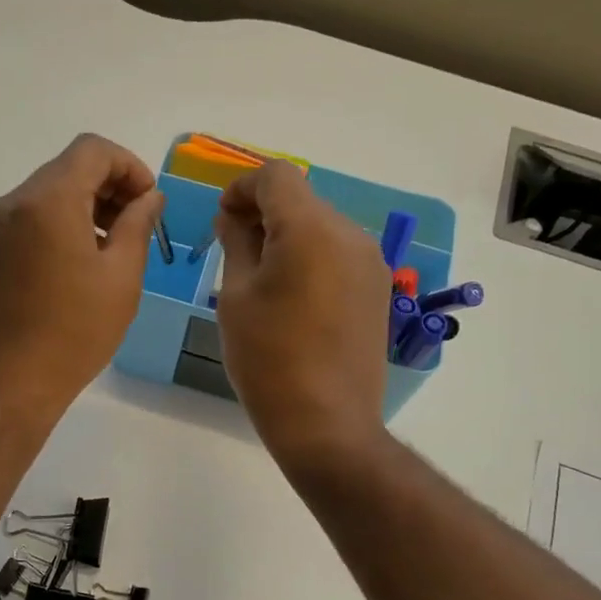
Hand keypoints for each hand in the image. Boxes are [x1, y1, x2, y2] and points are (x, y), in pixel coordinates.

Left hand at [0, 134, 163, 423]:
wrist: (10, 385)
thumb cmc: (75, 332)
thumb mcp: (122, 277)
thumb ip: (139, 224)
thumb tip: (150, 197)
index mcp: (48, 201)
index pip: (92, 150)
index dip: (130, 167)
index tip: (149, 203)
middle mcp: (14, 203)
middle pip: (68, 169)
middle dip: (110, 187)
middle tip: (138, 226)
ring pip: (49, 194)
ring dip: (86, 207)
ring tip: (114, 248)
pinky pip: (31, 219)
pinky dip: (61, 224)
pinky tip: (81, 264)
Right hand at [215, 161, 391, 465]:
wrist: (326, 423)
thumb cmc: (268, 360)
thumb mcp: (236, 297)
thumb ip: (236, 243)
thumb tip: (234, 217)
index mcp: (310, 230)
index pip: (275, 176)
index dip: (241, 188)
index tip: (222, 221)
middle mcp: (350, 234)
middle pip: (301, 199)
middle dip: (263, 213)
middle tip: (233, 251)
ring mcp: (371, 263)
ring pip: (321, 226)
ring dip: (288, 237)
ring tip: (262, 280)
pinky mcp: (378, 289)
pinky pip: (338, 254)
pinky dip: (311, 258)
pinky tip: (293, 298)